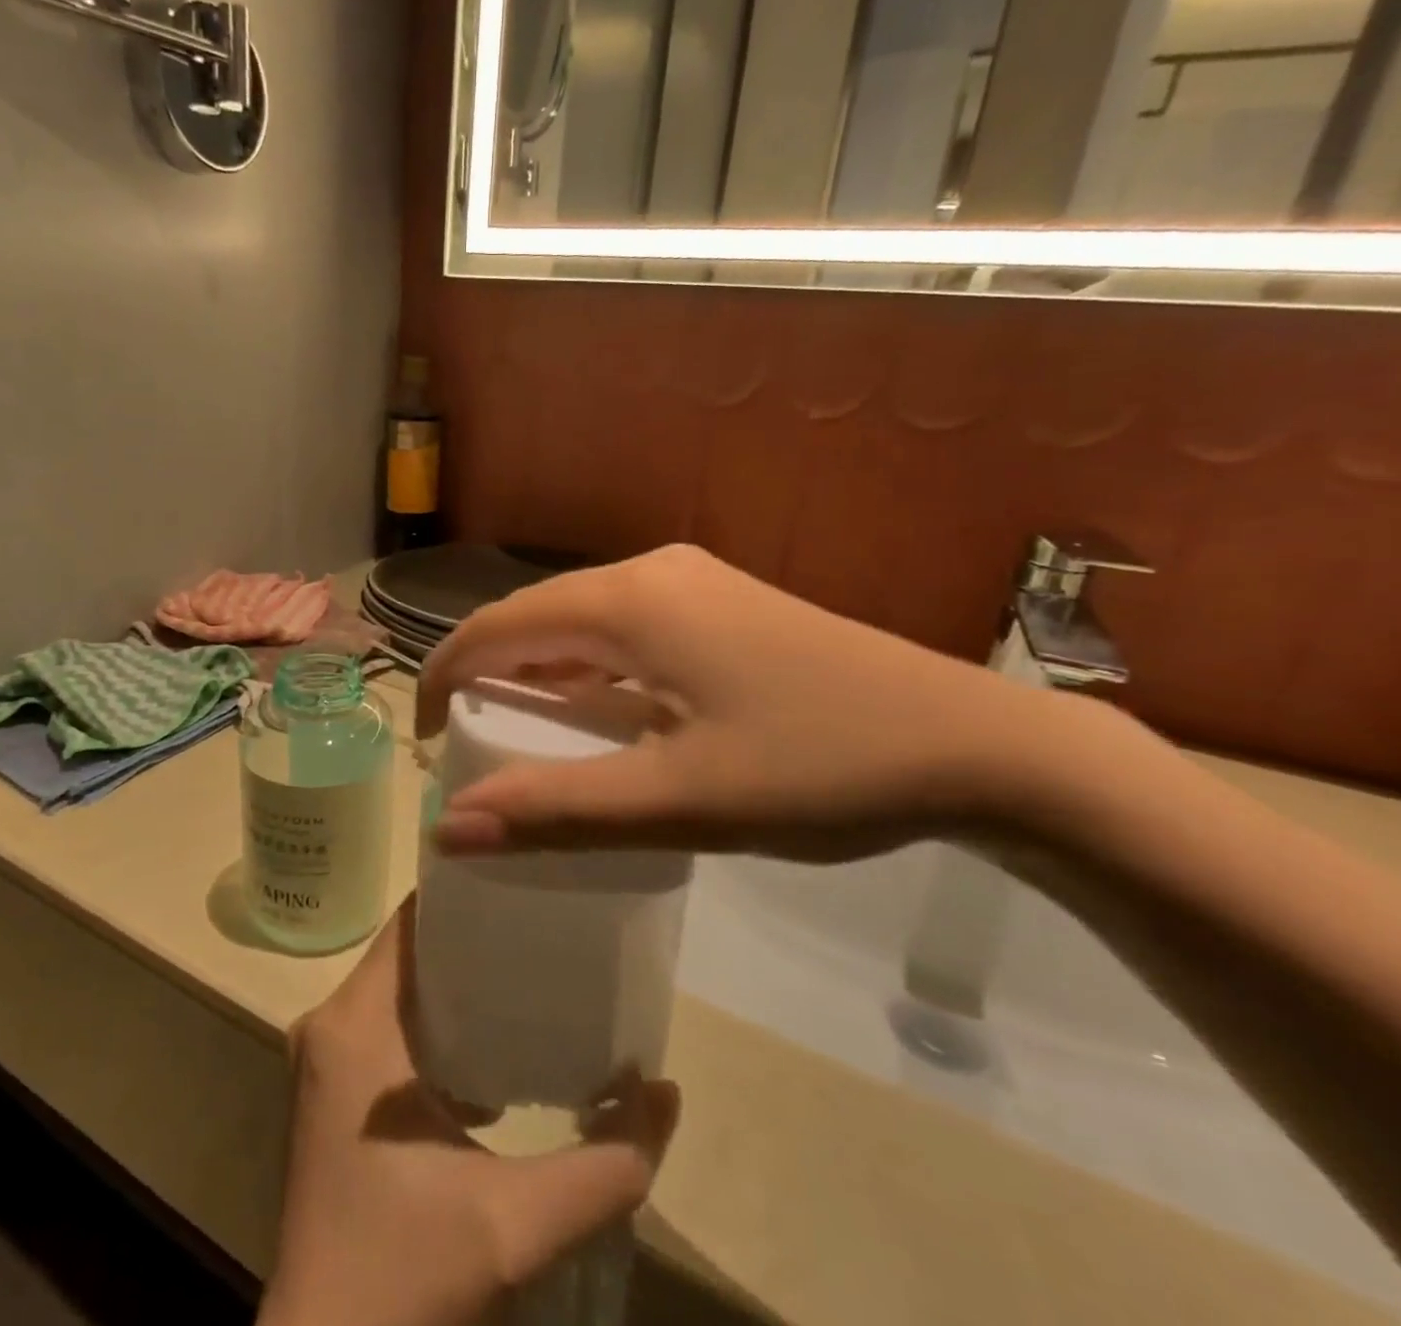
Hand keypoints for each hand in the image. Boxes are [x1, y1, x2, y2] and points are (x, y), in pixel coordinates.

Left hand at [258, 898, 680, 1325]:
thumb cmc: (407, 1278)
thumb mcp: (518, 1224)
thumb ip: (606, 1162)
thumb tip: (666, 1091)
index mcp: (358, 1025)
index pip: (412, 920)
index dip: (466, 893)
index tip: (526, 879)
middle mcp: (330, 1024)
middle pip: (410, 948)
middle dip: (474, 935)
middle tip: (545, 924)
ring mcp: (325, 1060)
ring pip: (400, 987)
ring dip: (458, 982)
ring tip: (531, 974)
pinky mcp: (331, 1094)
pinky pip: (389, 1025)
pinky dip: (438, 1024)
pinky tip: (496, 1049)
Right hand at [418, 544, 1097, 861]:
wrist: (976, 746)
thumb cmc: (820, 768)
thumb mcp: (680, 799)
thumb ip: (559, 810)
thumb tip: (449, 828)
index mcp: (630, 601)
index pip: (496, 626)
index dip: (444, 677)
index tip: (424, 742)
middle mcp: (652, 572)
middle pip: (536, 616)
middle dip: (487, 674)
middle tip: (465, 745)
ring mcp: (694, 582)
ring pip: (582, 622)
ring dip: (541, 672)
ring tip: (521, 736)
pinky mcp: (722, 605)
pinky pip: (625, 630)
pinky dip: (590, 670)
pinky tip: (601, 716)